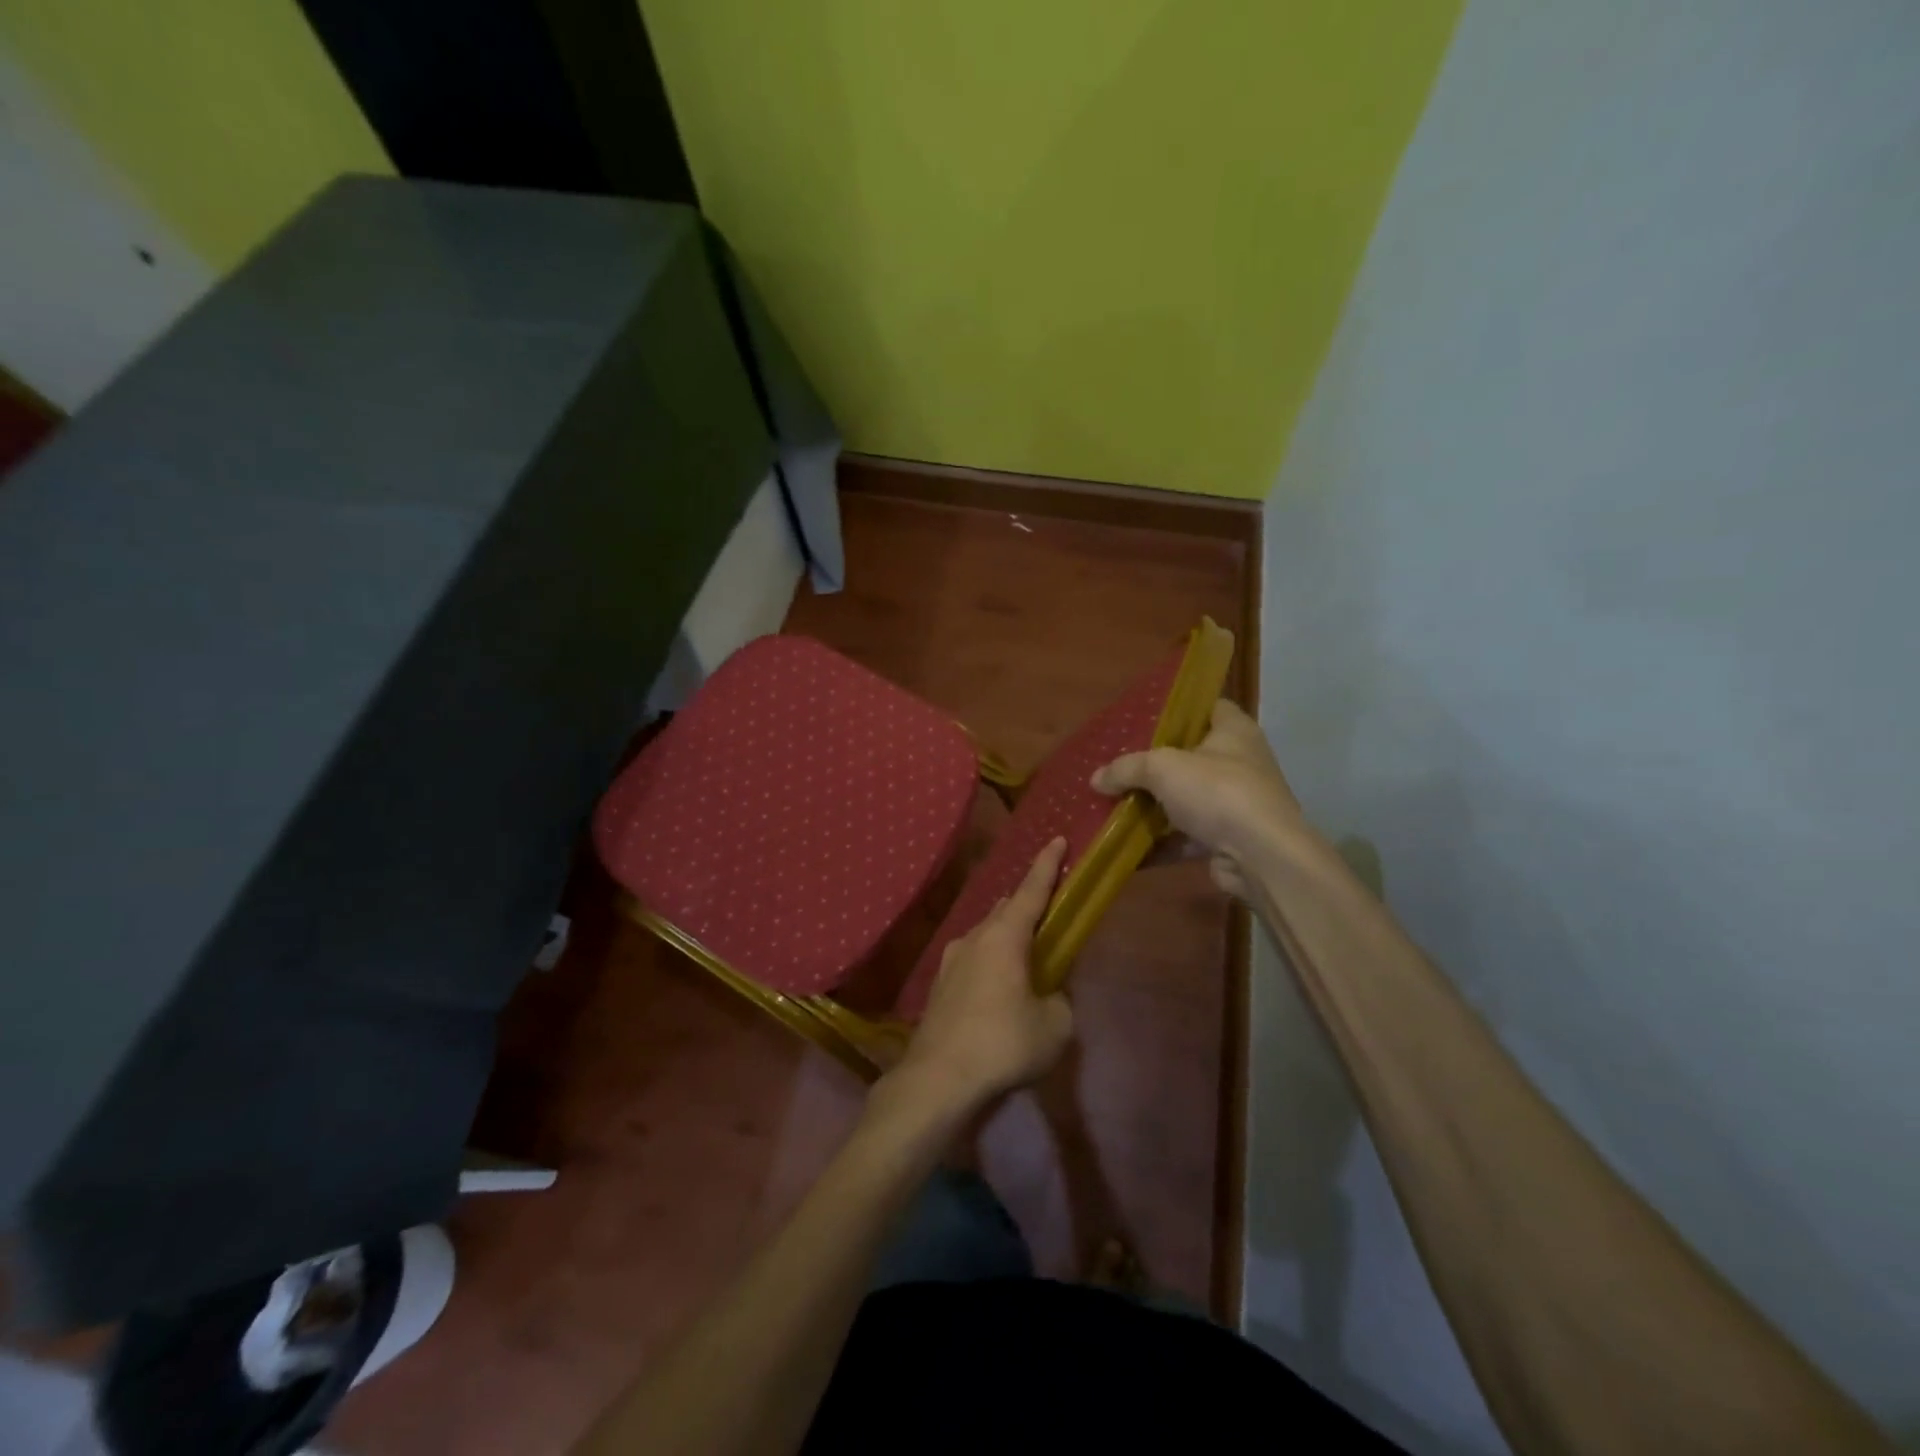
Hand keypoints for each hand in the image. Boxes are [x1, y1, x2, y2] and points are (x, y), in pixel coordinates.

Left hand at [882, 838, 1073, 1118]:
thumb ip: (1059, 1000)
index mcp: (1005, 937)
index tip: (1057, 839)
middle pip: (1006, 909)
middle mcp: (975, 937)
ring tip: (1026, 953)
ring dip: (1007, 935)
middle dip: (1028, 904)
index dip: (1048, 865)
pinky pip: (973, 958)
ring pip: (986, 934)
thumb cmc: (1003, 1043)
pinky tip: (998, 985)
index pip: (1032, 890)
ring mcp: (951, 960)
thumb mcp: (1054, 1025)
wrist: (938, 1077)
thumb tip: (1049, 994)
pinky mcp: (940, 984)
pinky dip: (991, 959)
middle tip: (1048, 909)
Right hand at [1092, 699, 1310, 898]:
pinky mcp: (1228, 839)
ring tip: (1115, 803)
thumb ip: (1127, 769)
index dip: (1180, 709)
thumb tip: (1096, 779)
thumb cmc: (1217, 792)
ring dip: (1155, 806)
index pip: (1210, 707)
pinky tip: (1127, 845)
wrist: (1260, 857)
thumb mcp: (1162, 768)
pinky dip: (1161, 841)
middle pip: (1192, 756)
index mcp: (1234, 731)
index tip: (1145, 718)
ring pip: (1187, 799)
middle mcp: (1240, 762)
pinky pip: (1186, 836)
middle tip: (1120, 763)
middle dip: (1156, 763)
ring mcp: (1236, 803)